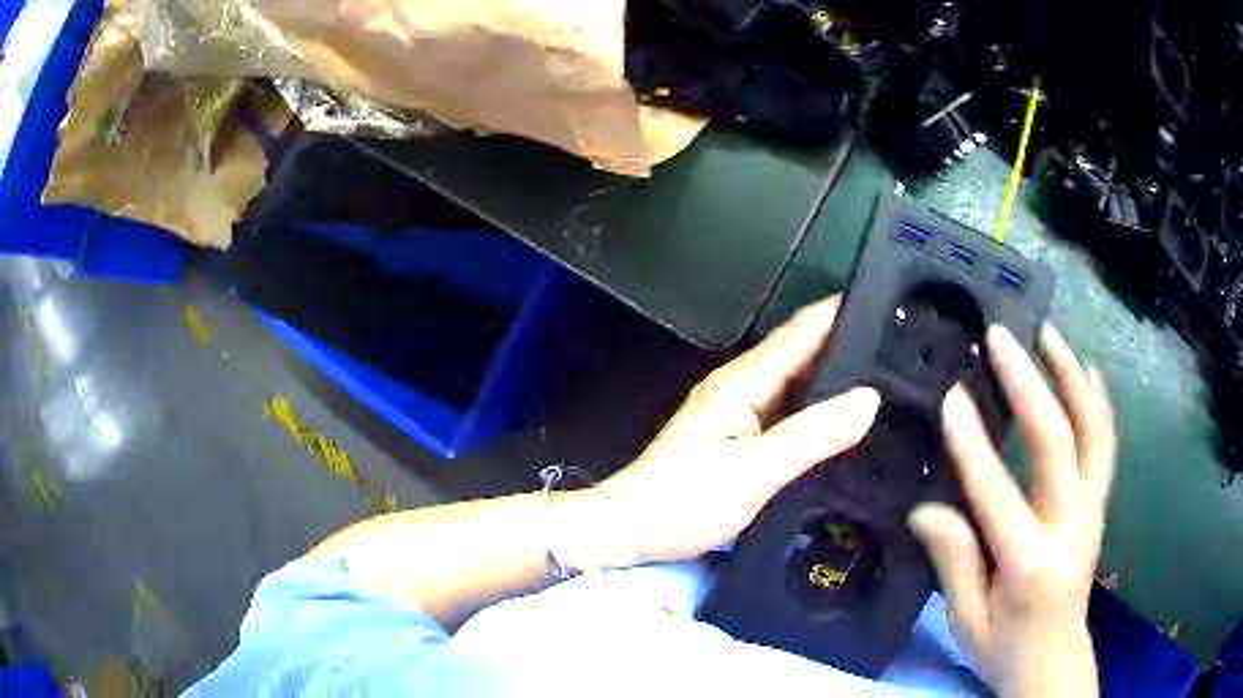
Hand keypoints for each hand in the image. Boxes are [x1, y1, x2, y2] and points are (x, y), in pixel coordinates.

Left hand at [556, 296, 880, 570]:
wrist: (631, 530)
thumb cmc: (685, 503)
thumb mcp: (754, 473)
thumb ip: (812, 436)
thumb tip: (870, 398)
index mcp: (743, 381)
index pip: (802, 331)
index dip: (844, 313)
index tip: (893, 307)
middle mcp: (742, 384)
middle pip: (803, 351)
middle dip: (849, 344)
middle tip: (902, 349)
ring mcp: (739, 409)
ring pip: (798, 381)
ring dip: (837, 376)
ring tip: (890, 377)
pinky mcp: (739, 433)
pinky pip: (788, 408)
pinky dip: (818, 406)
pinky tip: (845, 418)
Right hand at [910, 325, 1116, 697]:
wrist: (1055, 661)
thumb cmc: (1005, 647)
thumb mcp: (968, 620)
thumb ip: (955, 562)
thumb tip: (926, 508)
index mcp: (1030, 565)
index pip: (999, 494)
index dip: (973, 444)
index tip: (952, 395)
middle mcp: (1071, 528)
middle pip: (1058, 444)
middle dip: (1029, 384)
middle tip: (1002, 338)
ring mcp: (1093, 511)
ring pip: (1092, 431)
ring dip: (1072, 376)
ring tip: (1047, 333)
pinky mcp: (1101, 505)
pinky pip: (1107, 444)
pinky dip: (1099, 402)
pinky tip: (1088, 369)